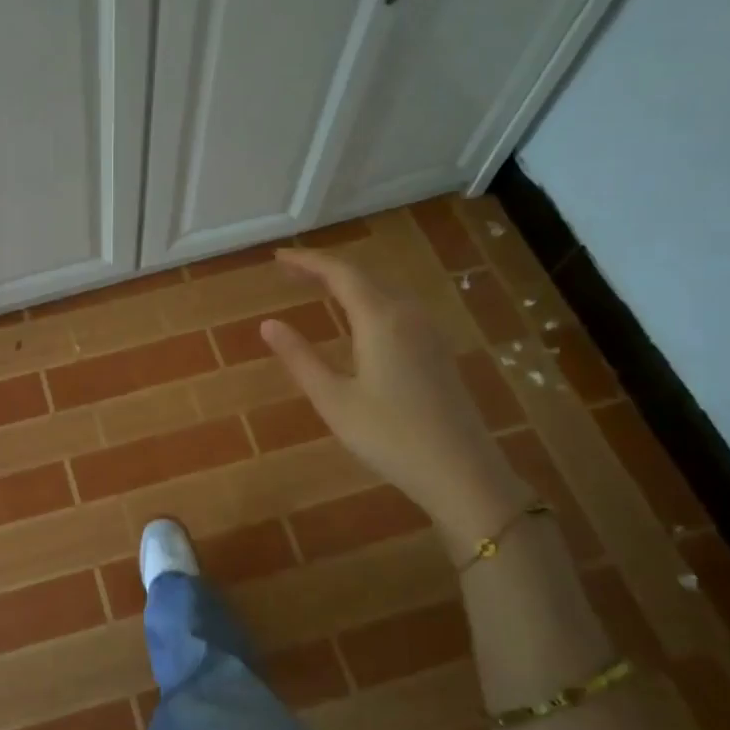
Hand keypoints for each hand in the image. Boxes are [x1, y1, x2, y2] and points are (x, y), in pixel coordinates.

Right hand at [260, 248, 526, 539]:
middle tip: (291, 271)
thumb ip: (300, 358)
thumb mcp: (333, 400)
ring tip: (319, 287)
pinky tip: (360, 318)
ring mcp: (428, 331)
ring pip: (384, 289)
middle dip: (326, 268)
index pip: (340, 273)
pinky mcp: (437, 349)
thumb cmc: (390, 437)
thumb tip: (268, 324)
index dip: (308, 261)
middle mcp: (408, 315)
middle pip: (364, 275)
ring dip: (350, 282)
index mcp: (380, 320)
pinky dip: (370, 298)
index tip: (278, 257)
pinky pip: (398, 306)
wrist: (462, 472)